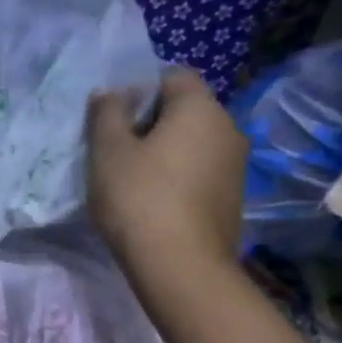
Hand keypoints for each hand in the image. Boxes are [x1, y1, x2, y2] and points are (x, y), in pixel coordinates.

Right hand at [86, 67, 247, 273]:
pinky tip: (153, 204)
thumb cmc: (139, 198)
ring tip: (131, 180)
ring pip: (192, 144)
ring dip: (163, 153)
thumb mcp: (108, 152)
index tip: (113, 117)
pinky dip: (177, 179)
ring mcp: (235, 166)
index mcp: (200, 108)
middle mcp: (227, 128)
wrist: (180, 266)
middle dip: (150, 123)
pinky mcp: (232, 198)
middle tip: (115, 150)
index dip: (139, 89)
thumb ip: (106, 114)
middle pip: (184, 111)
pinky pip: (199, 173)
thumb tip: (109, 92)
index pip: (172, 76)